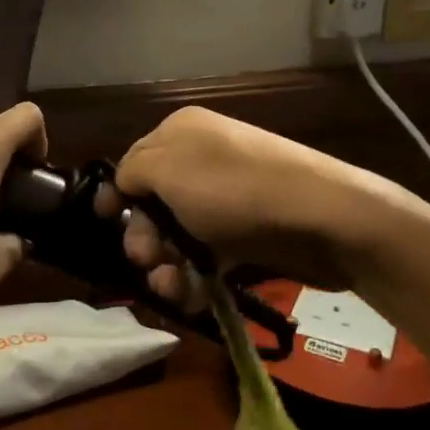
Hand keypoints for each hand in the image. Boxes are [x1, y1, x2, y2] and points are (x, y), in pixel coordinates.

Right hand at [97, 107, 425, 312]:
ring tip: (170, 288)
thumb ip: (131, 172)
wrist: (322, 217)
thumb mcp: (167, 169)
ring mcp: (228, 197)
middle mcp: (203, 159)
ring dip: (167, 265)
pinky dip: (196, 277)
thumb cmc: (233, 189)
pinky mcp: (248, 233)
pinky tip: (191, 297)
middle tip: (147, 260)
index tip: (106, 224)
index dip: (118, 195)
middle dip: (144, 236)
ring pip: (180, 235)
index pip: (135, 162)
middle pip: (154, 202)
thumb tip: (125, 184)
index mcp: (181, 132)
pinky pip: (209, 255)